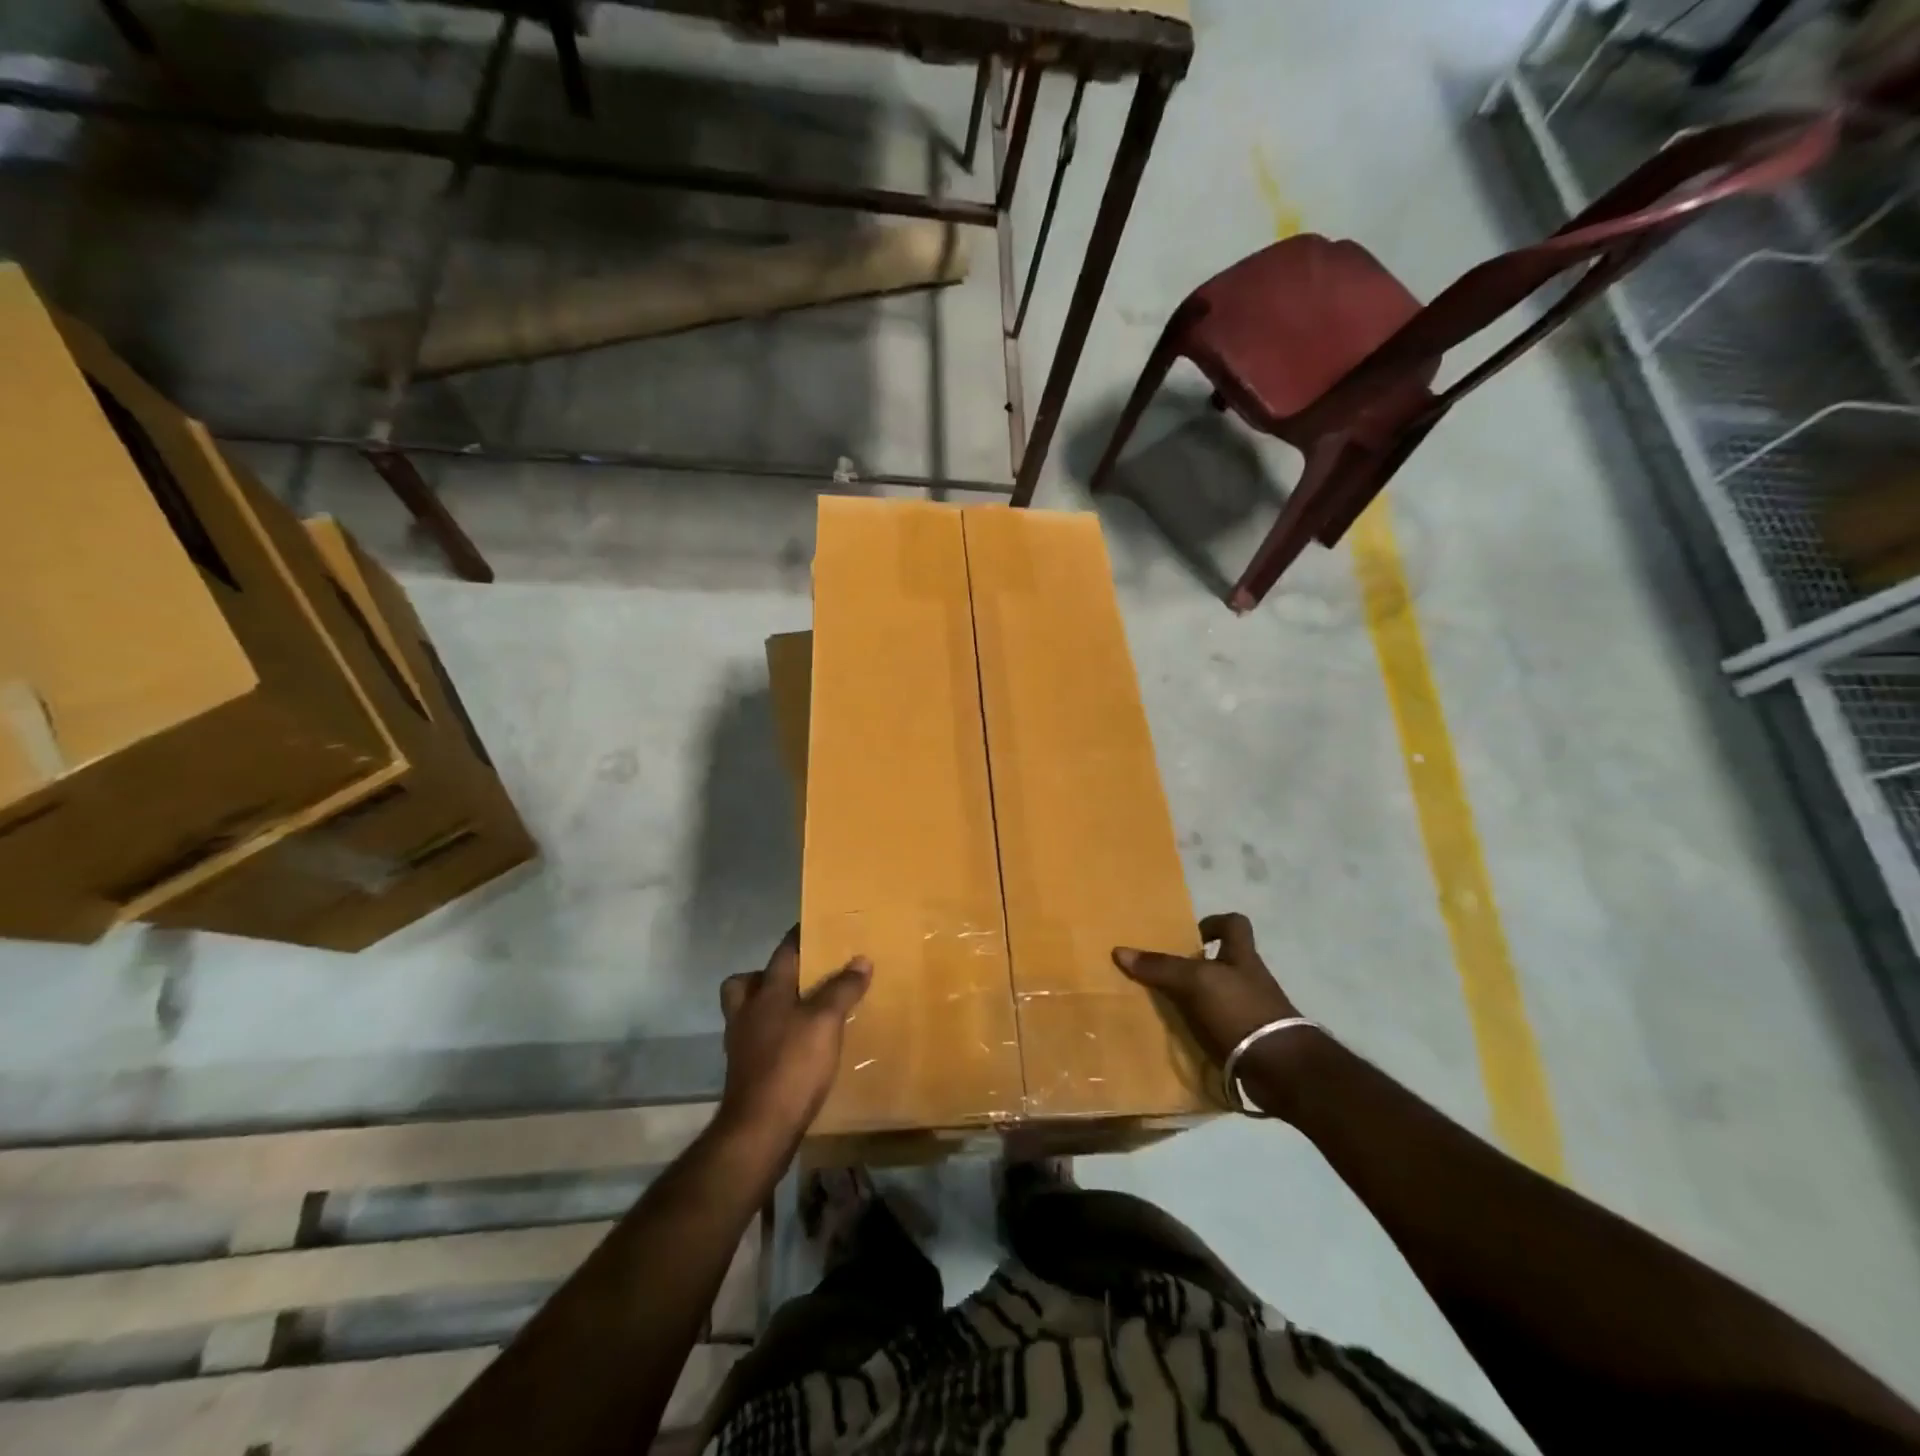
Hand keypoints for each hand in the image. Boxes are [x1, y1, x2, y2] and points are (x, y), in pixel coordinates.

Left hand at [718, 928, 870, 1143]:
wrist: (759, 1129)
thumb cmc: (793, 1064)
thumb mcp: (826, 1021)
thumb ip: (842, 989)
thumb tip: (861, 959)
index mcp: (766, 993)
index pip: (783, 953)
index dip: (798, 937)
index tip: (814, 926)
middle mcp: (747, 1013)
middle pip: (745, 982)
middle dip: (765, 975)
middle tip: (796, 977)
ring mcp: (741, 1045)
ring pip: (747, 1013)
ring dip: (767, 1007)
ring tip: (799, 1011)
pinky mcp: (745, 1072)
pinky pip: (756, 1041)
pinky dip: (772, 1037)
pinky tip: (795, 1046)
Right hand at [1113, 913, 1322, 1111]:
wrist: (1281, 1069)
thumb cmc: (1241, 1010)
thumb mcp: (1196, 981)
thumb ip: (1161, 967)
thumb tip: (1120, 951)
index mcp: (1243, 956)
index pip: (1235, 924)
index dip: (1213, 923)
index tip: (1190, 936)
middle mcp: (1249, 980)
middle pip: (1223, 962)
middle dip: (1196, 966)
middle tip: (1164, 973)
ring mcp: (1252, 1012)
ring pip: (1218, 996)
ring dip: (1195, 1001)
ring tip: (1164, 1006)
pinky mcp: (1249, 1042)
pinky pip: (1219, 1028)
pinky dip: (1201, 1031)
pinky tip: (1179, 1036)